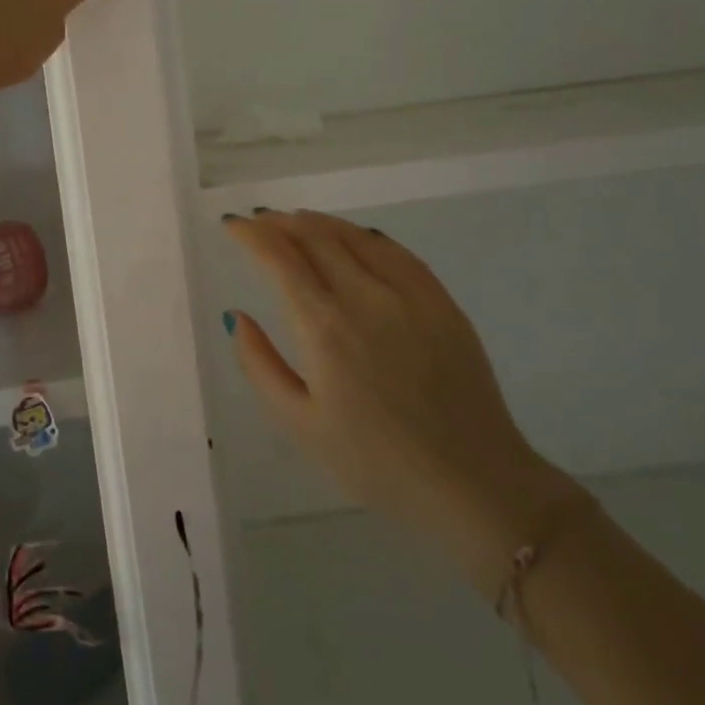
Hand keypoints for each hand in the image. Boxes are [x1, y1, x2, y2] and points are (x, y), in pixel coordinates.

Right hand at [224, 210, 579, 592]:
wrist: (472, 484)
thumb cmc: (374, 463)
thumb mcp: (300, 424)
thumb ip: (260, 364)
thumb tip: (237, 316)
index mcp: (324, 327)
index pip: (280, 258)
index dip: (251, 234)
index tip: (232, 225)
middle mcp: (365, 297)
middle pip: (316, 237)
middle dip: (280, 223)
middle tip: (260, 220)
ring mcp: (410, 296)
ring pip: (356, 237)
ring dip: (319, 222)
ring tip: (297, 220)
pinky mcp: (443, 303)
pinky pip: (397, 252)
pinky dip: (365, 236)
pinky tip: (355, 237)